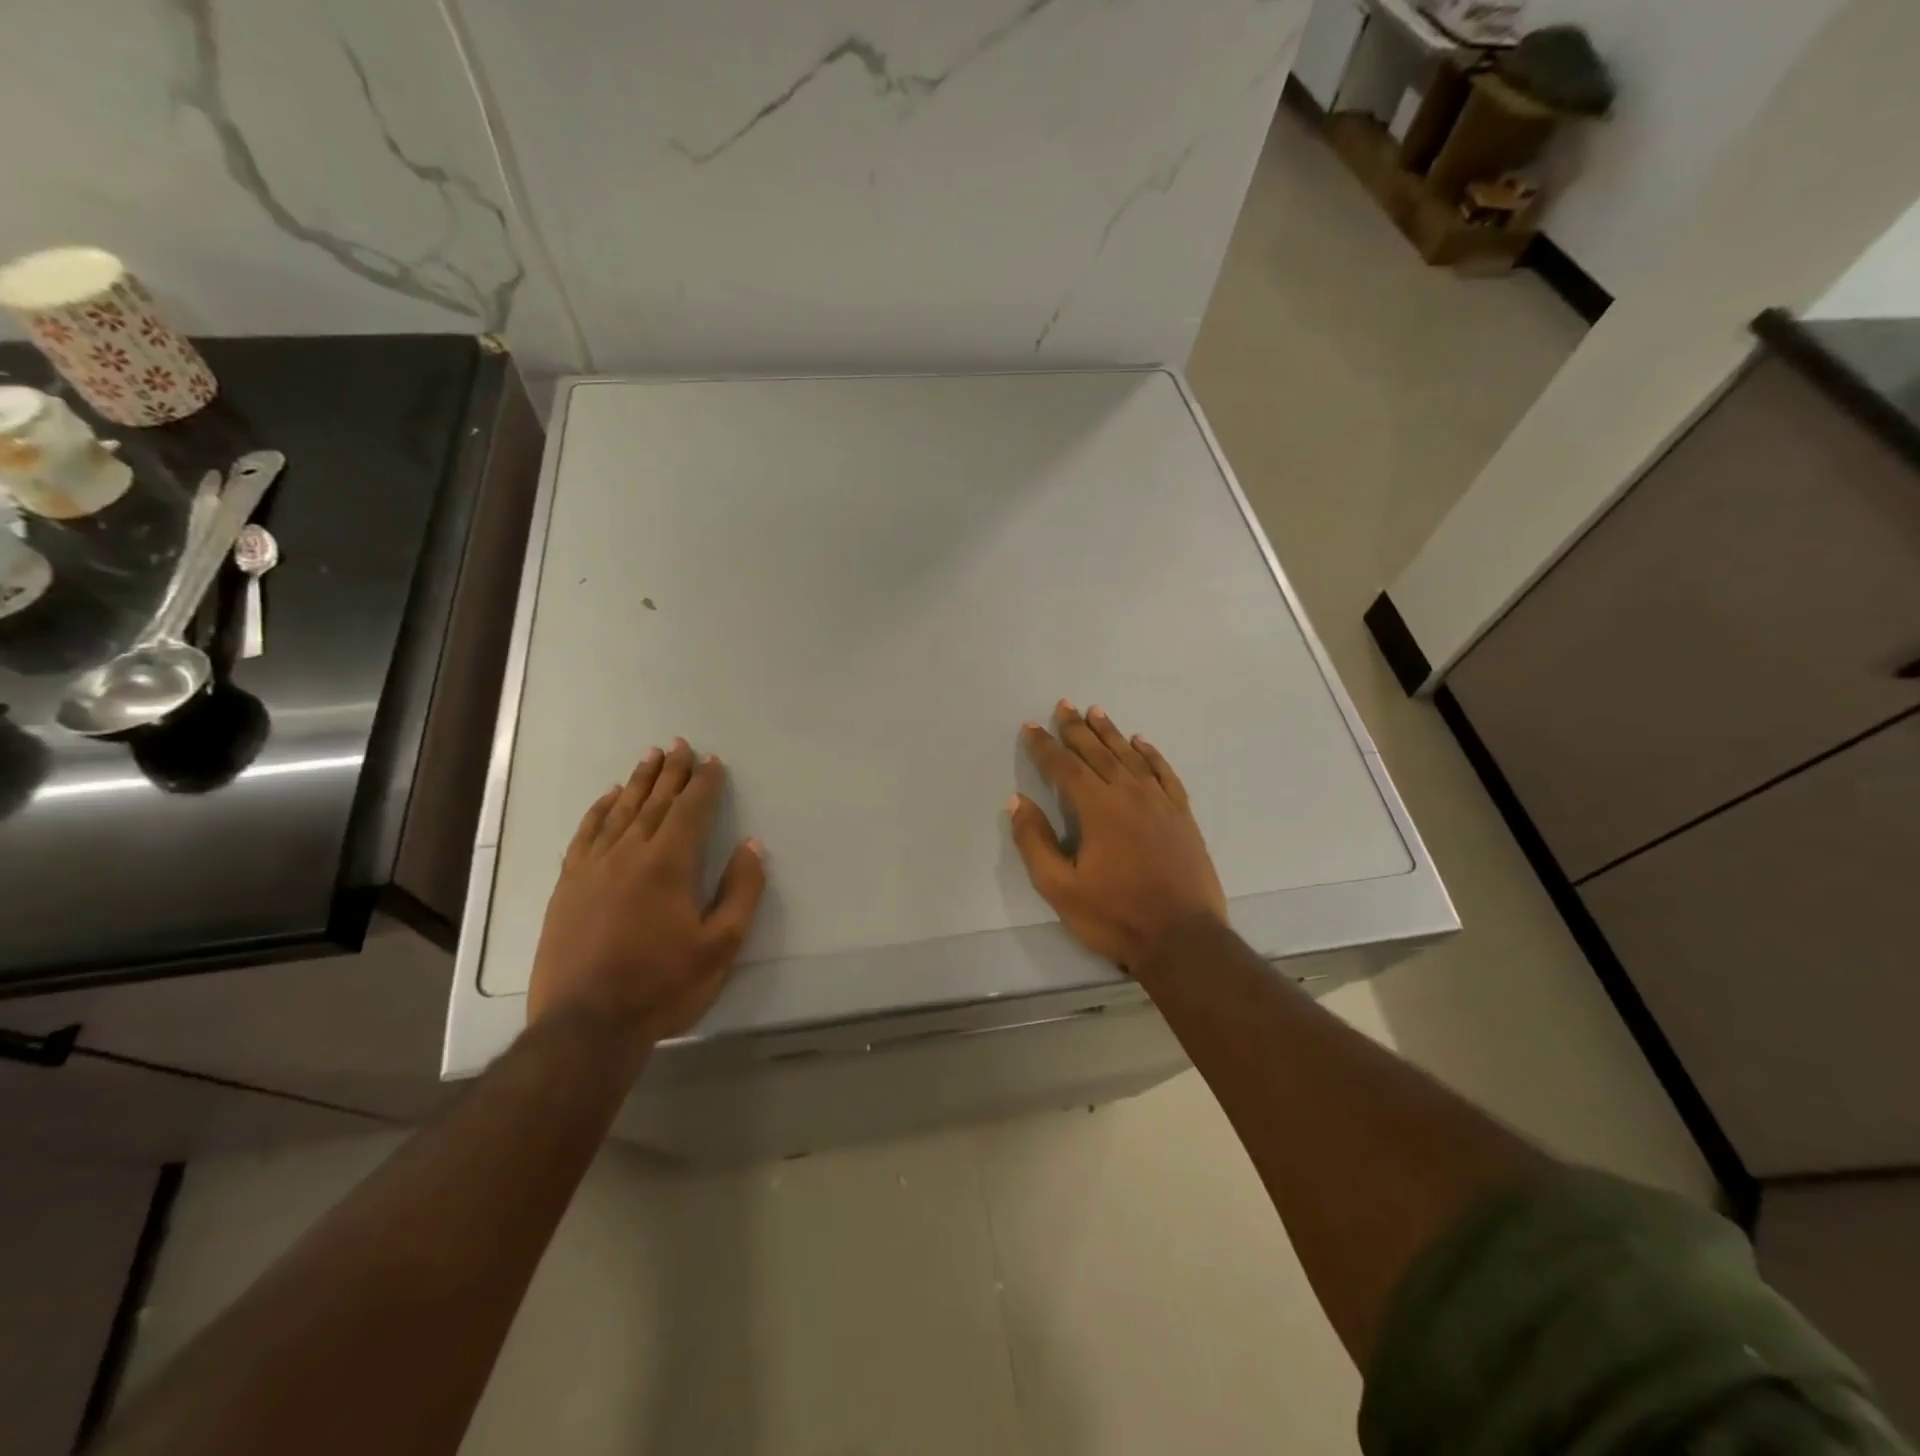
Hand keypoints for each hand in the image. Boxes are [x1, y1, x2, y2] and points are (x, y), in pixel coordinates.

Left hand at [529, 739, 766, 1067]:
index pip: (690, 811)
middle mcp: (629, 854)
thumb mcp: (720, 946)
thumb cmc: (662, 985)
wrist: (585, 1025)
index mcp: (669, 864)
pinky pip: (585, 835)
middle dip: (670, 772)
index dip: (704, 784)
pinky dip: (598, 811)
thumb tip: (752, 846)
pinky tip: (606, 798)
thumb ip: (741, 891)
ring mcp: (592, 868)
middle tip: (679, 744)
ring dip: (637, 782)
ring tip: (649, 757)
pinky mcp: (567, 886)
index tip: (712, 761)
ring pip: (619, 812)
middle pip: (653, 802)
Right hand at [1009, 700, 1227, 972]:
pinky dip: (1151, 755)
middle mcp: (1130, 794)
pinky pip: (1164, 773)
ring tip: (1096, 712)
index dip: (1045, 746)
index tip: (1031, 727)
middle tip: (1064, 705)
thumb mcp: (1060, 887)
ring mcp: (1161, 803)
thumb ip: (1035, 841)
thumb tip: (1017, 801)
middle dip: (1077, 728)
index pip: (1065, 767)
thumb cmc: (1115, 915)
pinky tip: (1142, 743)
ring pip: (1131, 757)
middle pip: (1098, 753)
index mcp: (1098, 808)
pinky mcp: (1182, 816)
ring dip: (1110, 733)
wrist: (1183, 939)